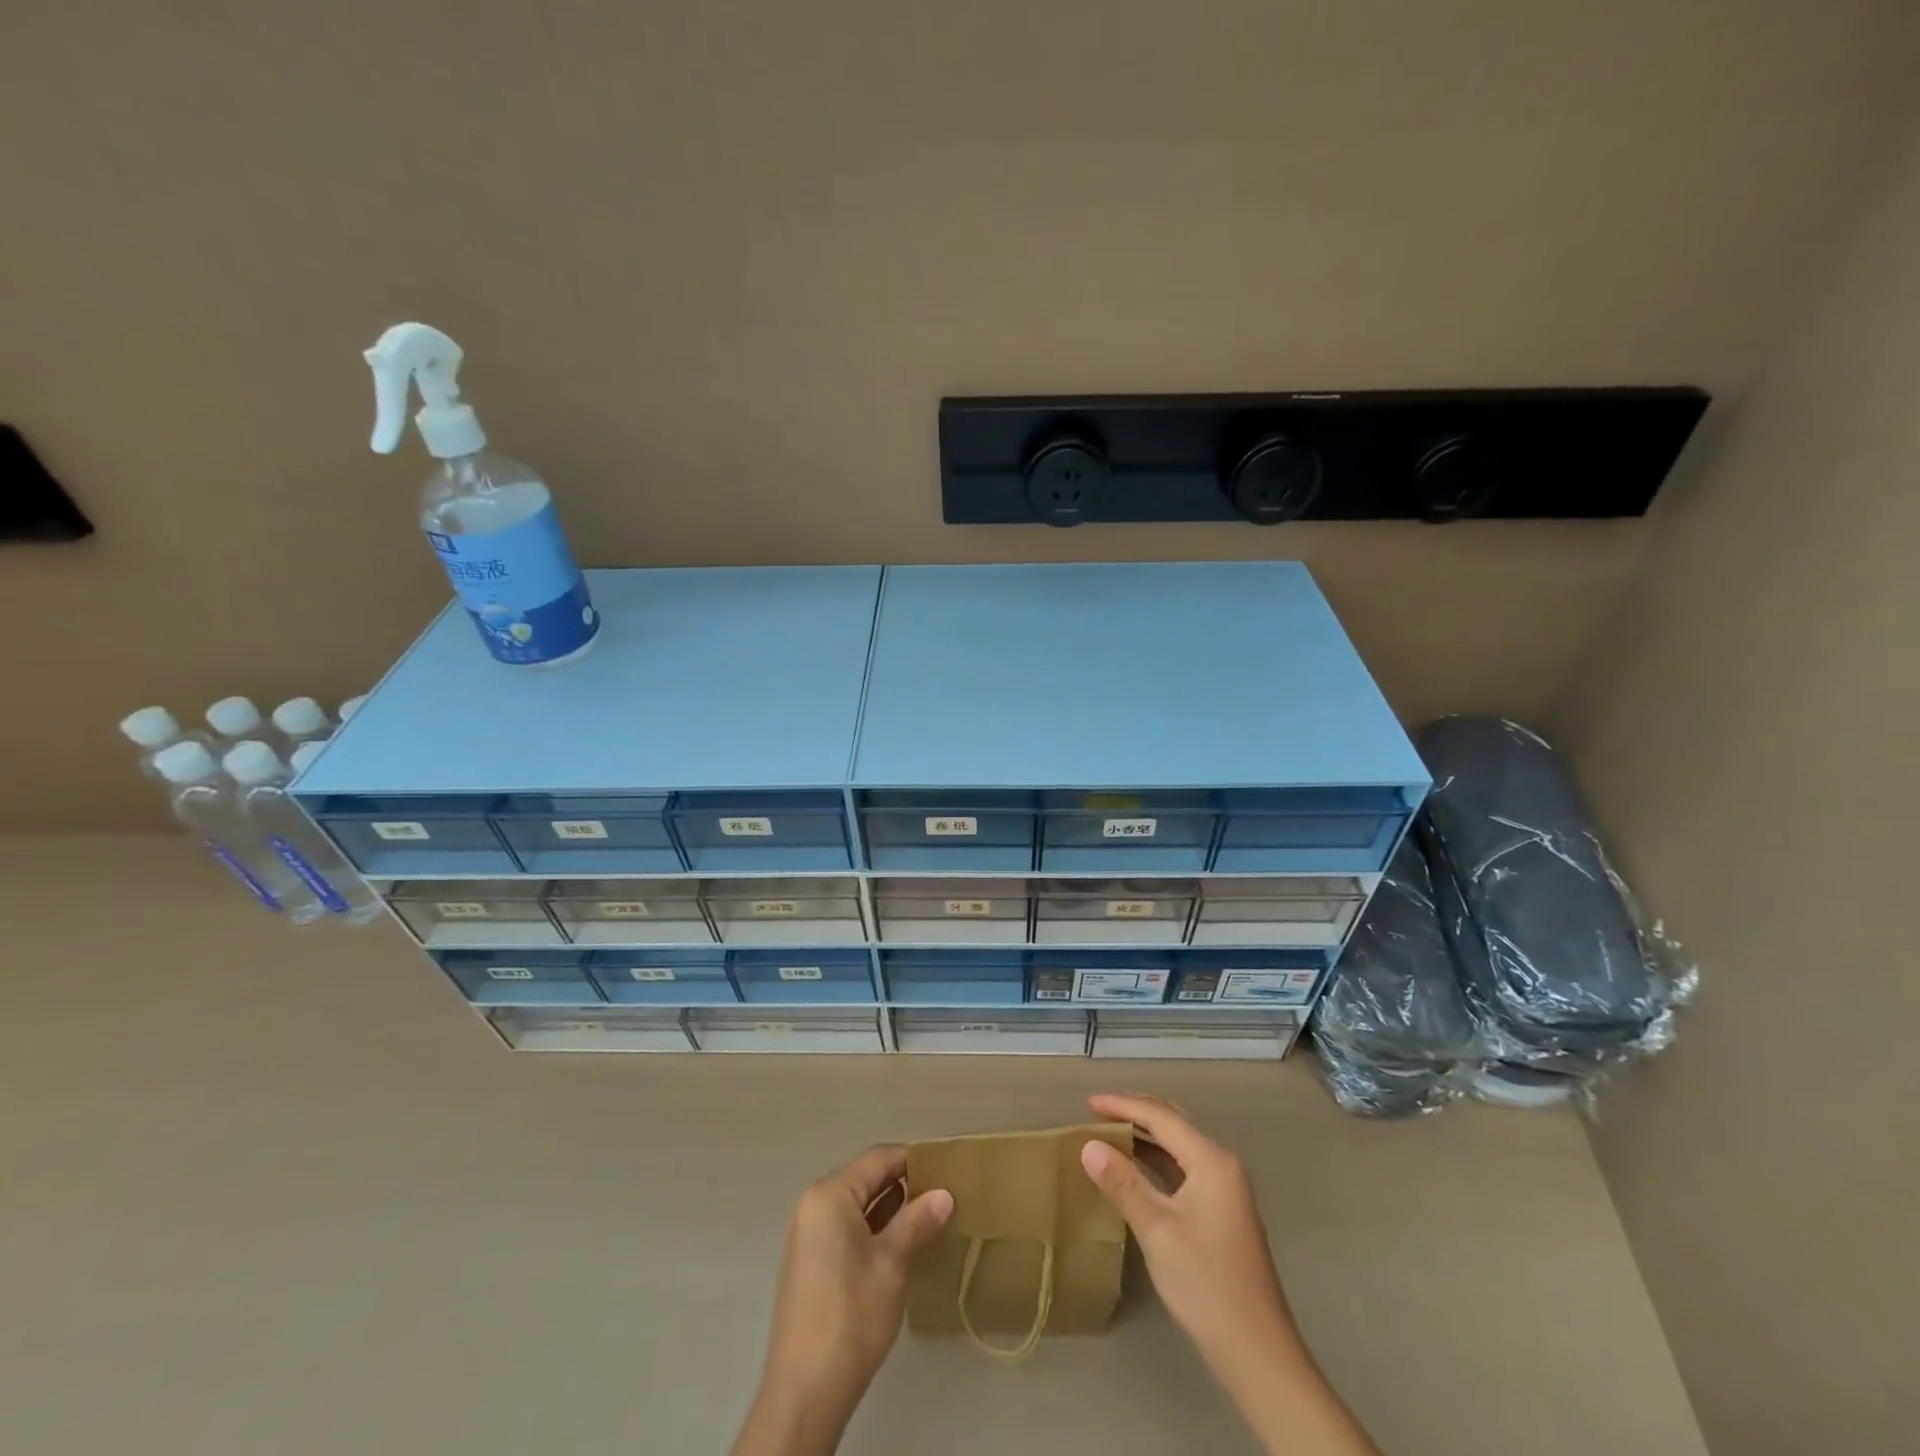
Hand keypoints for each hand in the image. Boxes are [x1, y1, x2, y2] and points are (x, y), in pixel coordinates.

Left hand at [734, 1146, 952, 1455]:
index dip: (913, 1160)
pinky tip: (901, 1245)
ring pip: (857, 1206)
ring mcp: (809, 1235)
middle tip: (943, 1194)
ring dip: (890, 1209)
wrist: (805, 1391)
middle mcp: (814, 1206)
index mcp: (829, 1195)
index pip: (878, 1159)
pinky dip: (873, 1230)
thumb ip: (917, 1221)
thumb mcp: (892, 1263)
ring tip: (930, 1218)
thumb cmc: (851, 1315)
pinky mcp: (810, 1263)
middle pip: (865, 1180)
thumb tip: (944, 1193)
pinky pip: (846, 1229)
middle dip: (904, 1185)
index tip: (946, 1169)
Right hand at [1080, 1094, 1298, 1388]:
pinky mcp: (1222, 1212)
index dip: (1123, 1105)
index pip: (1162, 1117)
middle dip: (1136, 1113)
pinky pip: (1183, 1168)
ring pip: (1179, 1146)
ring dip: (1145, 1136)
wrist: (1257, 1353)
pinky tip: (1135, 1169)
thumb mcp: (1157, 1230)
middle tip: (1097, 1112)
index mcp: (1212, 1160)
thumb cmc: (1205, 1285)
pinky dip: (1156, 1160)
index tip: (1087, 1103)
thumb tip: (1089, 1145)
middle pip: (1174, 1123)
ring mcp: (1225, 1189)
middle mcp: (1222, 1165)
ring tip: (1109, 1133)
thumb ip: (1123, 1183)